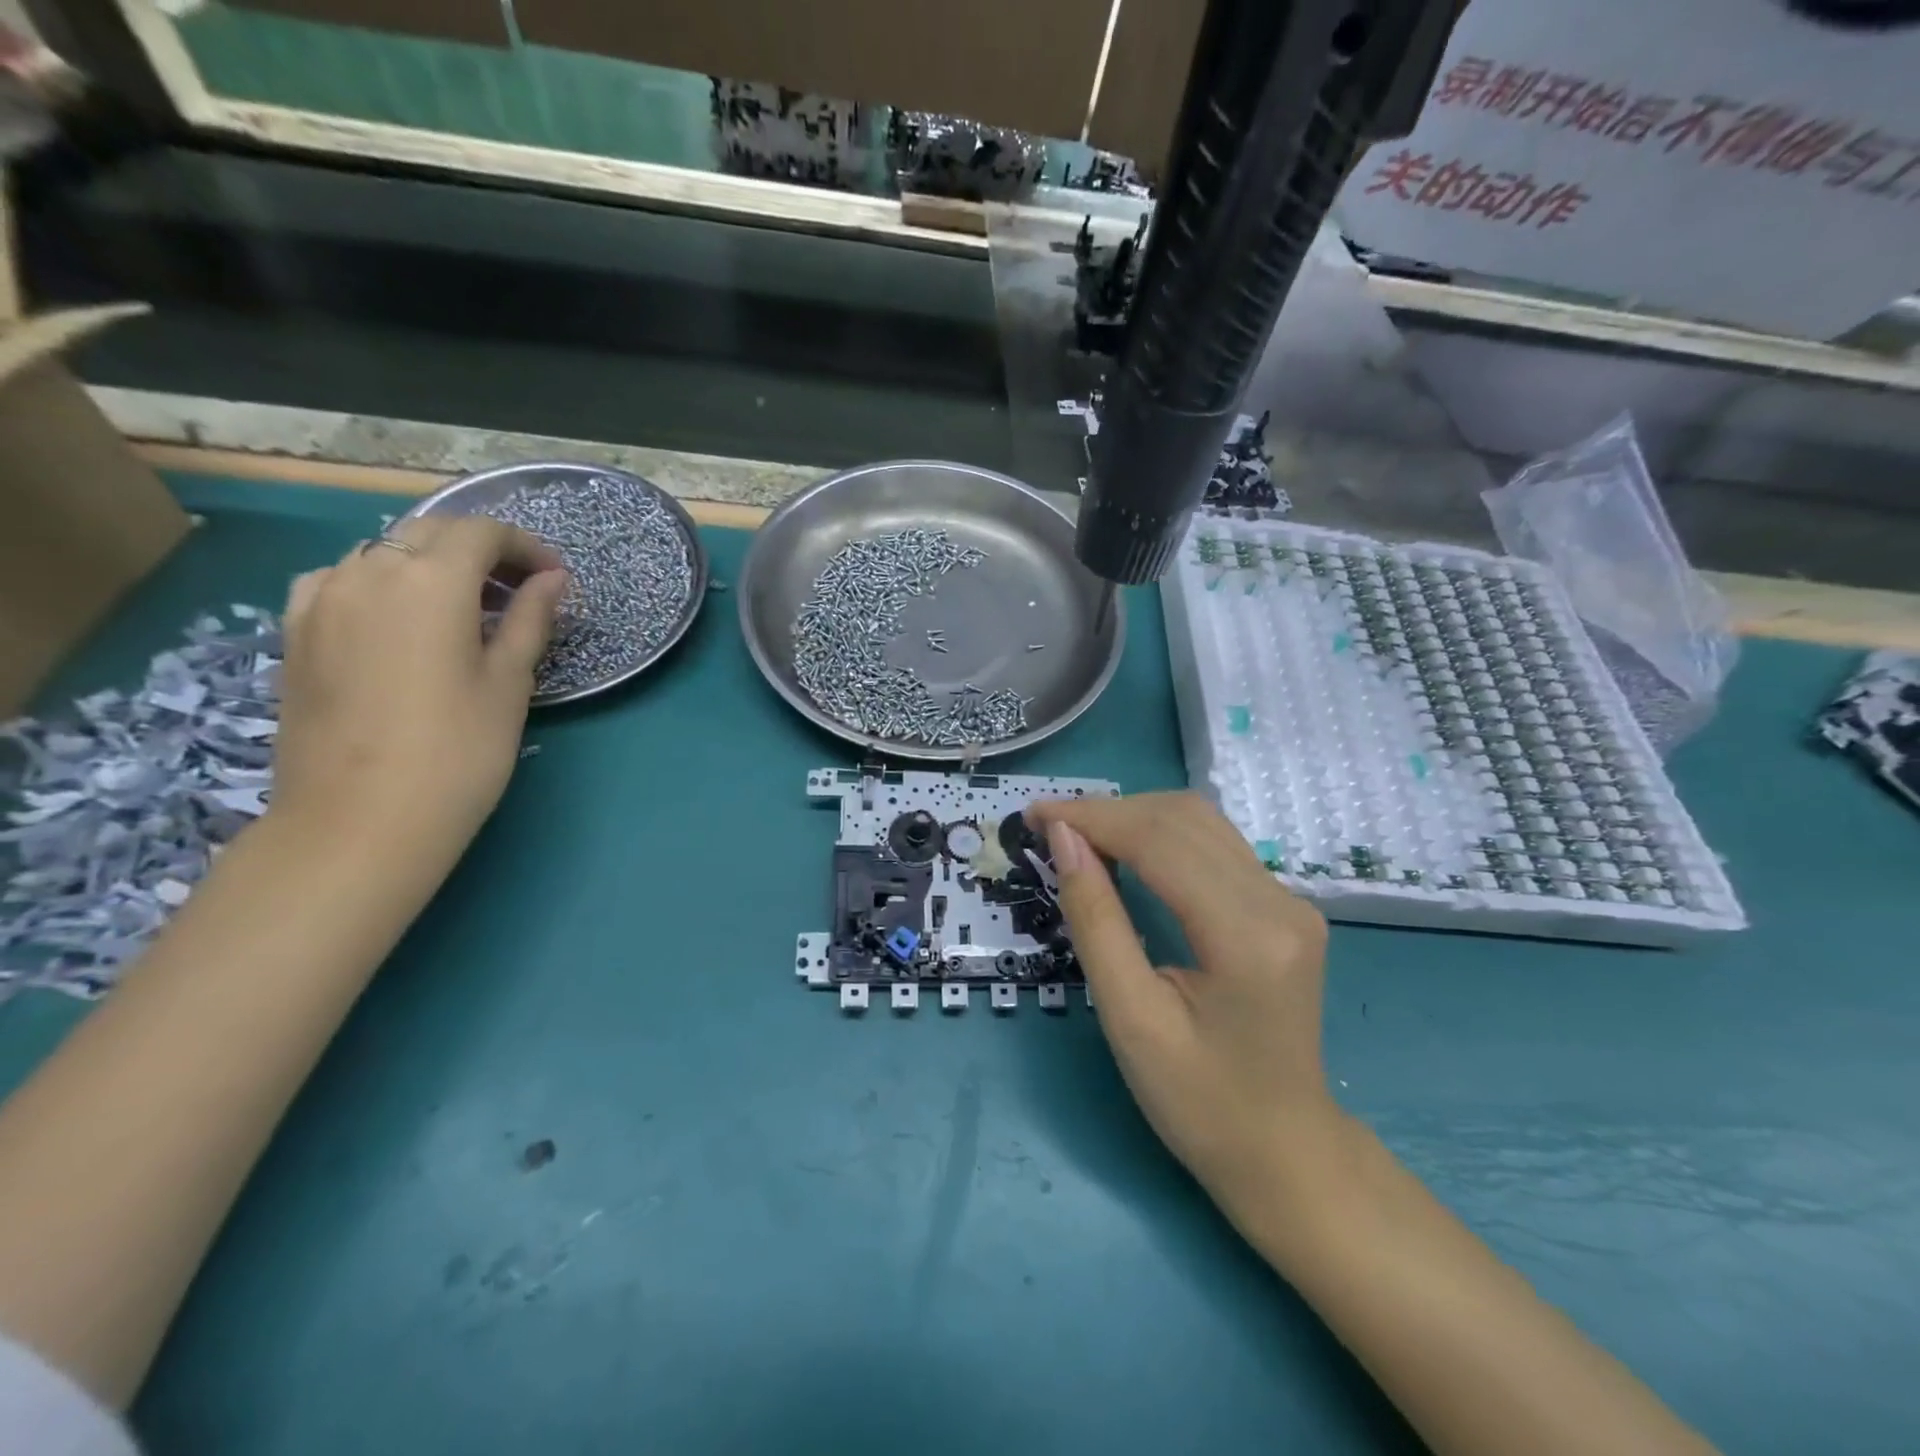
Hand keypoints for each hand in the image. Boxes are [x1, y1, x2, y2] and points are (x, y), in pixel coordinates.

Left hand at [269, 515, 567, 874]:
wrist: (359, 821)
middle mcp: (369, 572)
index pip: (482, 533)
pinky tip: (397, 616)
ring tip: (465, 605)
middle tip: (520, 589)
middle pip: (430, 532)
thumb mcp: (509, 683)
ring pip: (383, 551)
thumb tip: (552, 580)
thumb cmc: (458, 753)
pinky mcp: (295, 631)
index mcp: (430, 582)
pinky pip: (341, 579)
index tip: (554, 578)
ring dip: (431, 563)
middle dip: (482, 549)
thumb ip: (530, 619)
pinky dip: (380, 581)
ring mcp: (321, 599)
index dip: (525, 546)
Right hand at [1025, 793, 1340, 1229]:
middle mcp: (1280, 902)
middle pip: (1182, 819)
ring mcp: (1290, 901)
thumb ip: (1095, 919)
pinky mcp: (1284, 906)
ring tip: (1077, 837)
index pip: (1160, 841)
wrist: (1284, 1153)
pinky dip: (1159, 837)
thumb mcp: (1130, 1018)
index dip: (1091, 818)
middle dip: (1107, 812)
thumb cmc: (1199, 1103)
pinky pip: (1214, 846)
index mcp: (1248, 936)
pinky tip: (1123, 853)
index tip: (1032, 816)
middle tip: (1047, 828)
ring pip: (1200, 822)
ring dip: (1132, 818)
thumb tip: (1063, 839)